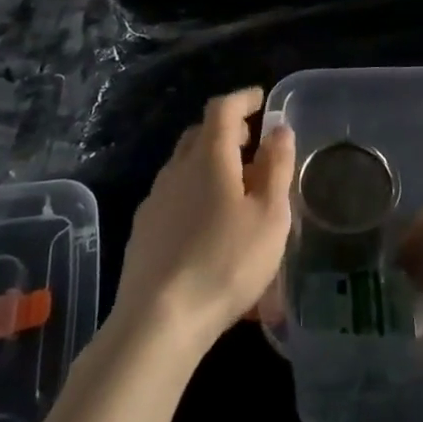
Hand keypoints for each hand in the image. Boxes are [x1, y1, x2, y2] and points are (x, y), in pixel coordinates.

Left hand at [112, 88, 294, 356]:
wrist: (157, 322)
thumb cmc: (225, 262)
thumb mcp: (269, 216)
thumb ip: (277, 167)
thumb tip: (279, 130)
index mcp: (208, 156)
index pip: (222, 108)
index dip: (243, 99)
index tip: (261, 100)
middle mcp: (177, 168)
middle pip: (200, 133)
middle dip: (227, 131)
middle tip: (252, 144)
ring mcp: (155, 200)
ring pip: (184, 166)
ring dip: (210, 164)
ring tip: (236, 189)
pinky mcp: (143, 231)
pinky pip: (174, 196)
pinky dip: (195, 194)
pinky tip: (207, 226)